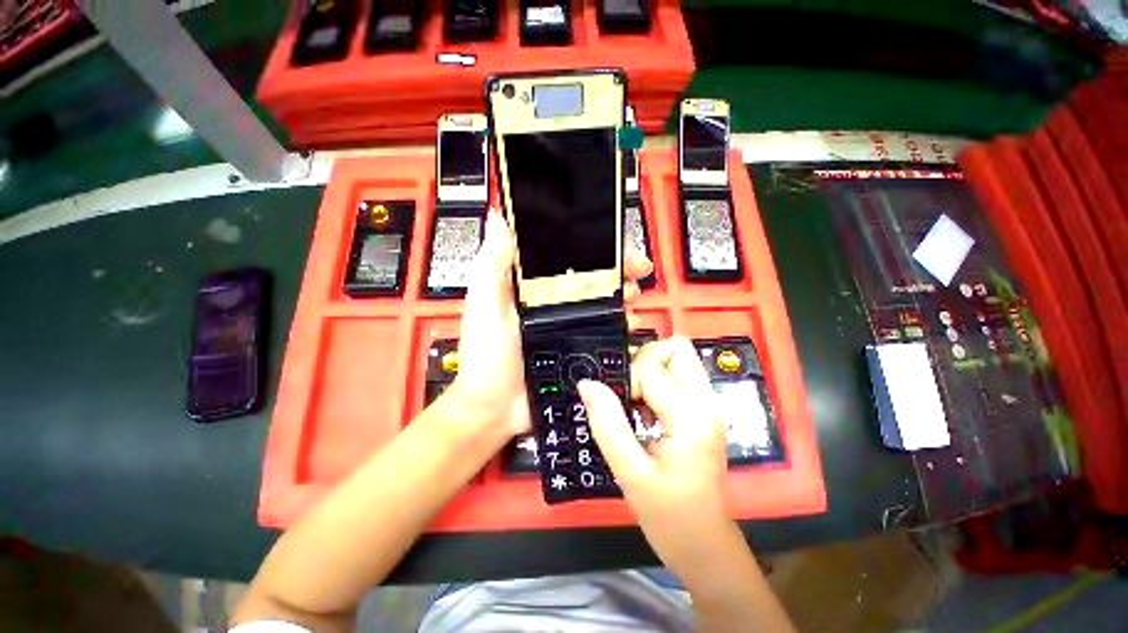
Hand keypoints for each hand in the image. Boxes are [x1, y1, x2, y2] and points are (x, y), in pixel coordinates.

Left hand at [449, 209, 652, 437]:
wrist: (496, 407)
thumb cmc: (486, 354)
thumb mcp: (484, 303)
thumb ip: (492, 263)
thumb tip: (498, 216)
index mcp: (529, 285)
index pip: (565, 255)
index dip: (589, 245)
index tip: (613, 242)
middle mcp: (551, 301)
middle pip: (590, 276)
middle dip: (617, 268)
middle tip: (636, 270)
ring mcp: (567, 324)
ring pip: (602, 301)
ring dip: (623, 294)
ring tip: (634, 295)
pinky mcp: (578, 346)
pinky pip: (604, 329)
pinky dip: (620, 323)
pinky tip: (630, 323)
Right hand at [577, 336, 729, 573]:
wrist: (706, 548)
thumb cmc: (670, 517)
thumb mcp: (630, 473)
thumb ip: (607, 423)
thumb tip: (587, 383)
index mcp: (692, 416)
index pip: (653, 368)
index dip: (628, 380)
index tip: (617, 406)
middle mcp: (706, 402)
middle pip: (676, 349)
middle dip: (644, 360)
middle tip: (626, 391)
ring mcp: (708, 406)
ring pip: (677, 359)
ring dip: (649, 371)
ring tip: (632, 402)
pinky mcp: (703, 413)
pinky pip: (677, 377)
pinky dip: (656, 382)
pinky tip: (643, 410)